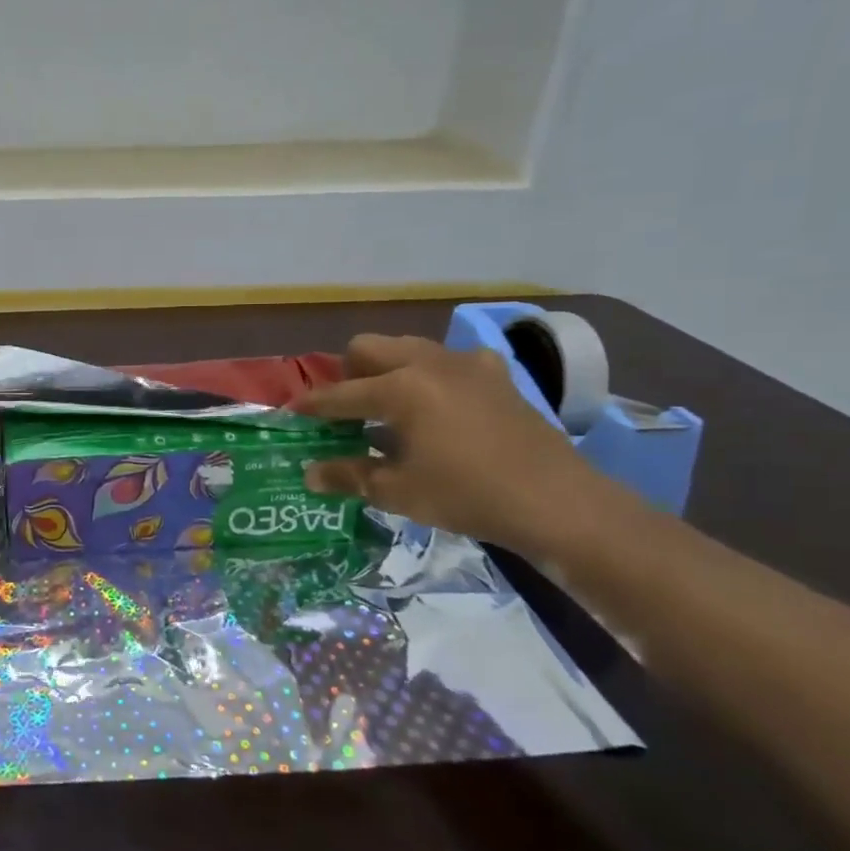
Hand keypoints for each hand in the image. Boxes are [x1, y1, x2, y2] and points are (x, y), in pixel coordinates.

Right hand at [290, 334, 619, 555]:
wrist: (558, 502)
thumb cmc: (467, 496)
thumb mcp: (398, 491)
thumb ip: (348, 475)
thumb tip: (309, 473)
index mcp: (400, 388)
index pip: (339, 394)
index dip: (311, 406)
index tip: (291, 414)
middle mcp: (429, 363)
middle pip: (368, 348)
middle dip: (347, 374)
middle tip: (345, 411)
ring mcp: (467, 364)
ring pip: (408, 348)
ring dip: (387, 370)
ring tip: (386, 408)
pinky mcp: (496, 375)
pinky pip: (448, 362)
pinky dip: (430, 377)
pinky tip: (438, 409)